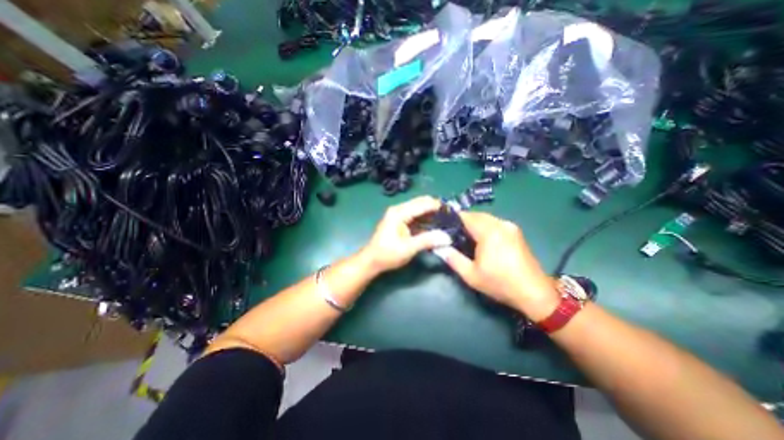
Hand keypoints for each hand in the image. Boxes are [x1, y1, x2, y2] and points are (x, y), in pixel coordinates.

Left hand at [360, 195, 454, 272]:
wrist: (372, 261)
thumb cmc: (387, 254)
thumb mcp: (408, 248)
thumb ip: (427, 240)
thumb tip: (447, 237)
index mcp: (399, 213)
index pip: (423, 204)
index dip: (438, 206)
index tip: (453, 213)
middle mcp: (399, 209)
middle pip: (422, 203)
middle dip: (436, 208)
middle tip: (452, 217)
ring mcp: (399, 214)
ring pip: (420, 209)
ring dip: (432, 214)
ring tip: (447, 221)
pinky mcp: (401, 221)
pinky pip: (417, 216)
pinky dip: (426, 219)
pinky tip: (436, 226)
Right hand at [439, 210, 560, 318]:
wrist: (534, 293)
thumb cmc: (500, 283)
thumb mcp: (471, 275)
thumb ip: (453, 259)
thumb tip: (439, 247)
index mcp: (489, 232)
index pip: (467, 217)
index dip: (453, 218)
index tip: (443, 225)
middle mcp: (501, 224)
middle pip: (477, 215)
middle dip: (464, 221)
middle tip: (452, 232)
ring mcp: (510, 227)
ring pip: (487, 218)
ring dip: (475, 223)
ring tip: (465, 236)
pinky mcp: (516, 232)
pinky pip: (495, 223)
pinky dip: (485, 226)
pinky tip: (481, 239)